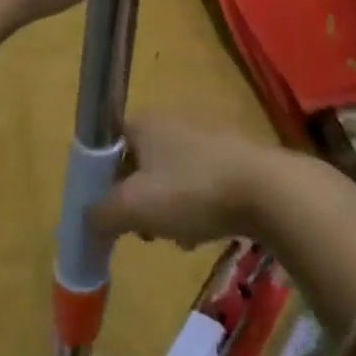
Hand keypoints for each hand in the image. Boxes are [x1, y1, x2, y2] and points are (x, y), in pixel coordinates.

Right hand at [89, 114, 283, 248]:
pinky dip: (196, 206)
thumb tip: (88, 220)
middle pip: (140, 162)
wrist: (267, 190)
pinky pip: (200, 181)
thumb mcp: (134, 207)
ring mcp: (206, 134)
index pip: (109, 141)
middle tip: (143, 229)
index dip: (102, 176)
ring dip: (167, 208)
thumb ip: (100, 214)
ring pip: (170, 175)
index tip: (108, 208)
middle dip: (138, 199)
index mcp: (145, 120)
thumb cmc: (191, 190)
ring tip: (177, 237)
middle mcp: (173, 118)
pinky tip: (203, 233)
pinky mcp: (233, 154)